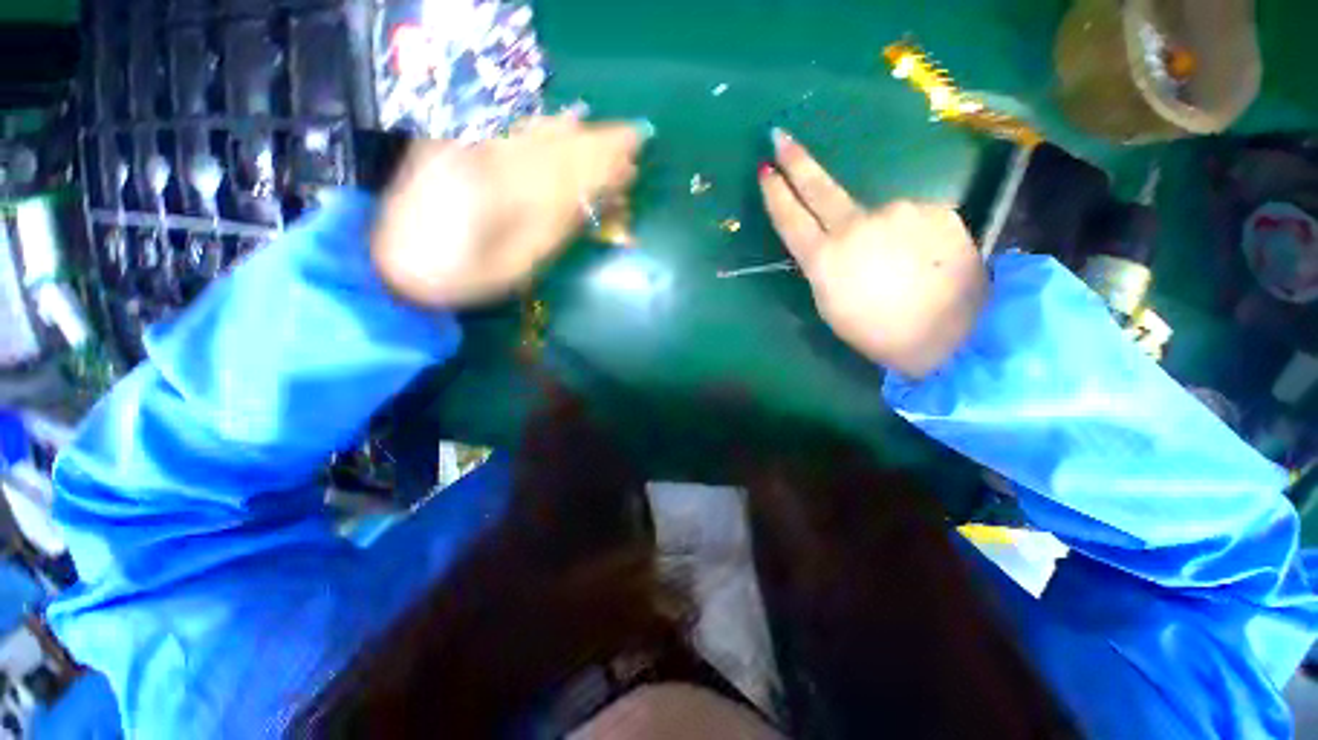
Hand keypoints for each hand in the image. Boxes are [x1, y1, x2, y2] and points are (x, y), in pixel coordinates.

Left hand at [372, 113, 648, 307]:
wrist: (393, 265)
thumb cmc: (463, 277)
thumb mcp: (519, 265)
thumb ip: (554, 228)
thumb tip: (587, 200)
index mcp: (509, 190)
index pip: (572, 166)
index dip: (606, 160)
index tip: (635, 156)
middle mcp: (492, 154)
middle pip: (558, 142)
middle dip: (597, 144)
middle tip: (630, 145)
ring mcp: (471, 145)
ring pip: (536, 131)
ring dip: (575, 135)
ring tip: (605, 137)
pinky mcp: (456, 144)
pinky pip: (510, 129)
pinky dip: (541, 128)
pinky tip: (560, 124)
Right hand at [758, 130, 986, 378]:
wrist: (954, 333)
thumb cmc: (878, 332)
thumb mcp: (831, 306)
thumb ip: (823, 267)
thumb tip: (828, 243)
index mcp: (825, 259)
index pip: (792, 218)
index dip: (776, 194)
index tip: (766, 169)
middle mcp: (857, 225)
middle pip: (820, 188)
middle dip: (797, 161)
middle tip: (781, 137)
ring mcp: (898, 211)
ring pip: (876, 214)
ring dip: (877, 231)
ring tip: (896, 267)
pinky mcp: (934, 208)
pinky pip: (909, 218)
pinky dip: (908, 234)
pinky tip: (921, 259)